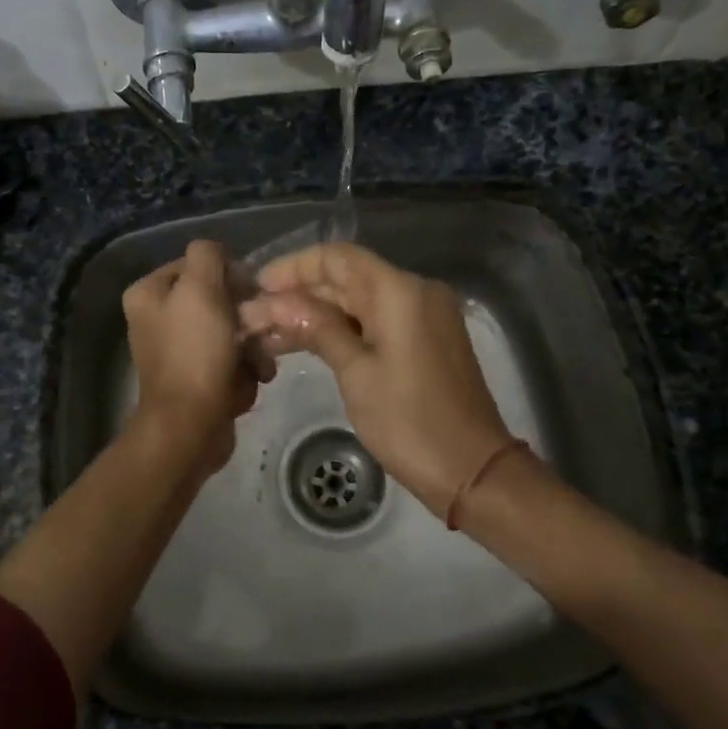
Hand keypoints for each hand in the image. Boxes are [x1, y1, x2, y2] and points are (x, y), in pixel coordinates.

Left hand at [123, 240, 267, 482]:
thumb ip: (208, 254)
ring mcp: (176, 351)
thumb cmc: (195, 352)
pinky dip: (244, 371)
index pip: (198, 265)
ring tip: (258, 365)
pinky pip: (229, 362)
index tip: (248, 295)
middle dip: (246, 318)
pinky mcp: (195, 379)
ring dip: (252, 347)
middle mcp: (157, 319)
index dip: (229, 276)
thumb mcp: (202, 288)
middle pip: (217, 300)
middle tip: (260, 332)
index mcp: (148, 293)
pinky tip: (249, 383)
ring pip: (230, 332)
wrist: (191, 427)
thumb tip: (219, 255)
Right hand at [239, 243, 511, 519]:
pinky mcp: (426, 340)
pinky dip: (343, 329)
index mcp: (400, 291)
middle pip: (348, 277)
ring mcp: (424, 316)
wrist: (473, 470)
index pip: (338, 258)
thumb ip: (318, 329)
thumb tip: (277, 304)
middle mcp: (415, 292)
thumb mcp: (356, 374)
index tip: (258, 286)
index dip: (294, 267)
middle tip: (254, 316)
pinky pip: (376, 321)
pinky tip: (305, 344)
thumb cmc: (410, 422)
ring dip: (317, 314)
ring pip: (360, 301)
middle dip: (300, 294)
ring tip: (268, 334)